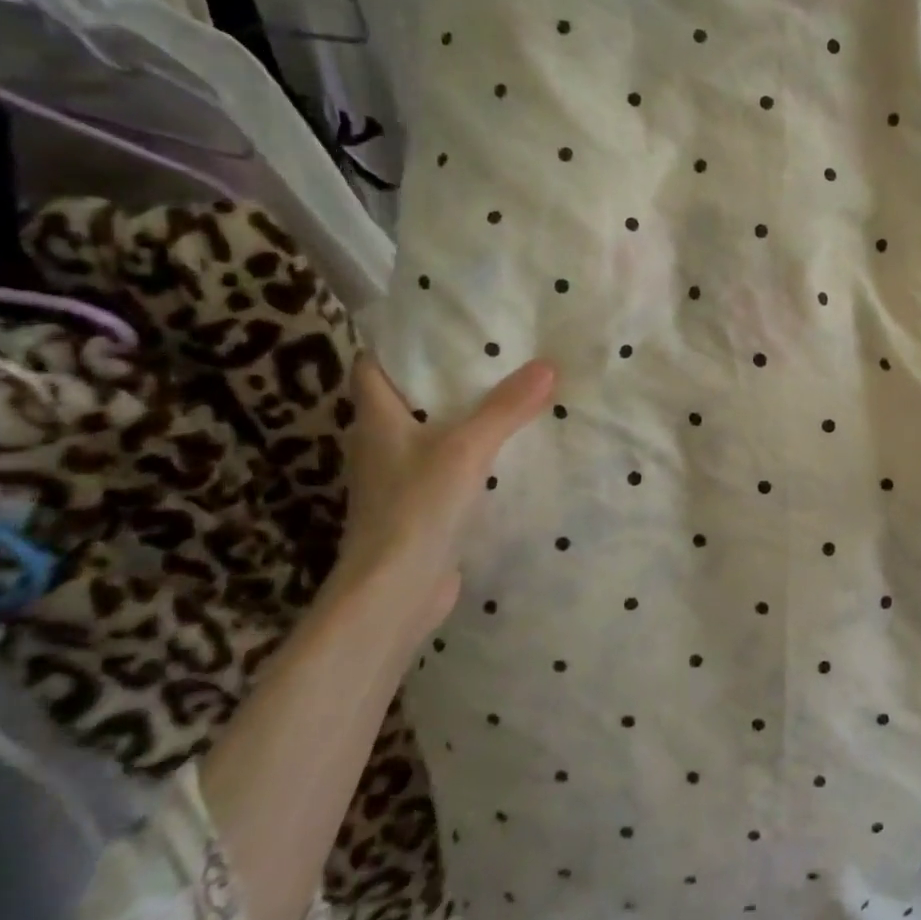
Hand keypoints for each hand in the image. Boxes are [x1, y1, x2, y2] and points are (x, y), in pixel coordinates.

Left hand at [334, 354, 555, 641]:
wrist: (394, 594)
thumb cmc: (415, 509)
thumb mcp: (466, 449)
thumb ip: (505, 408)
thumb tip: (547, 365)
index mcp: (376, 419)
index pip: (372, 366)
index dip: (399, 344)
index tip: (442, 325)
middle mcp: (381, 444)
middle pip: (406, 397)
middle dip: (443, 376)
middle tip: (494, 352)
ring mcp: (398, 478)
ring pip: (428, 432)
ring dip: (461, 415)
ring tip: (509, 392)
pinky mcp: (419, 507)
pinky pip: (446, 465)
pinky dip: (470, 452)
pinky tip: (506, 449)